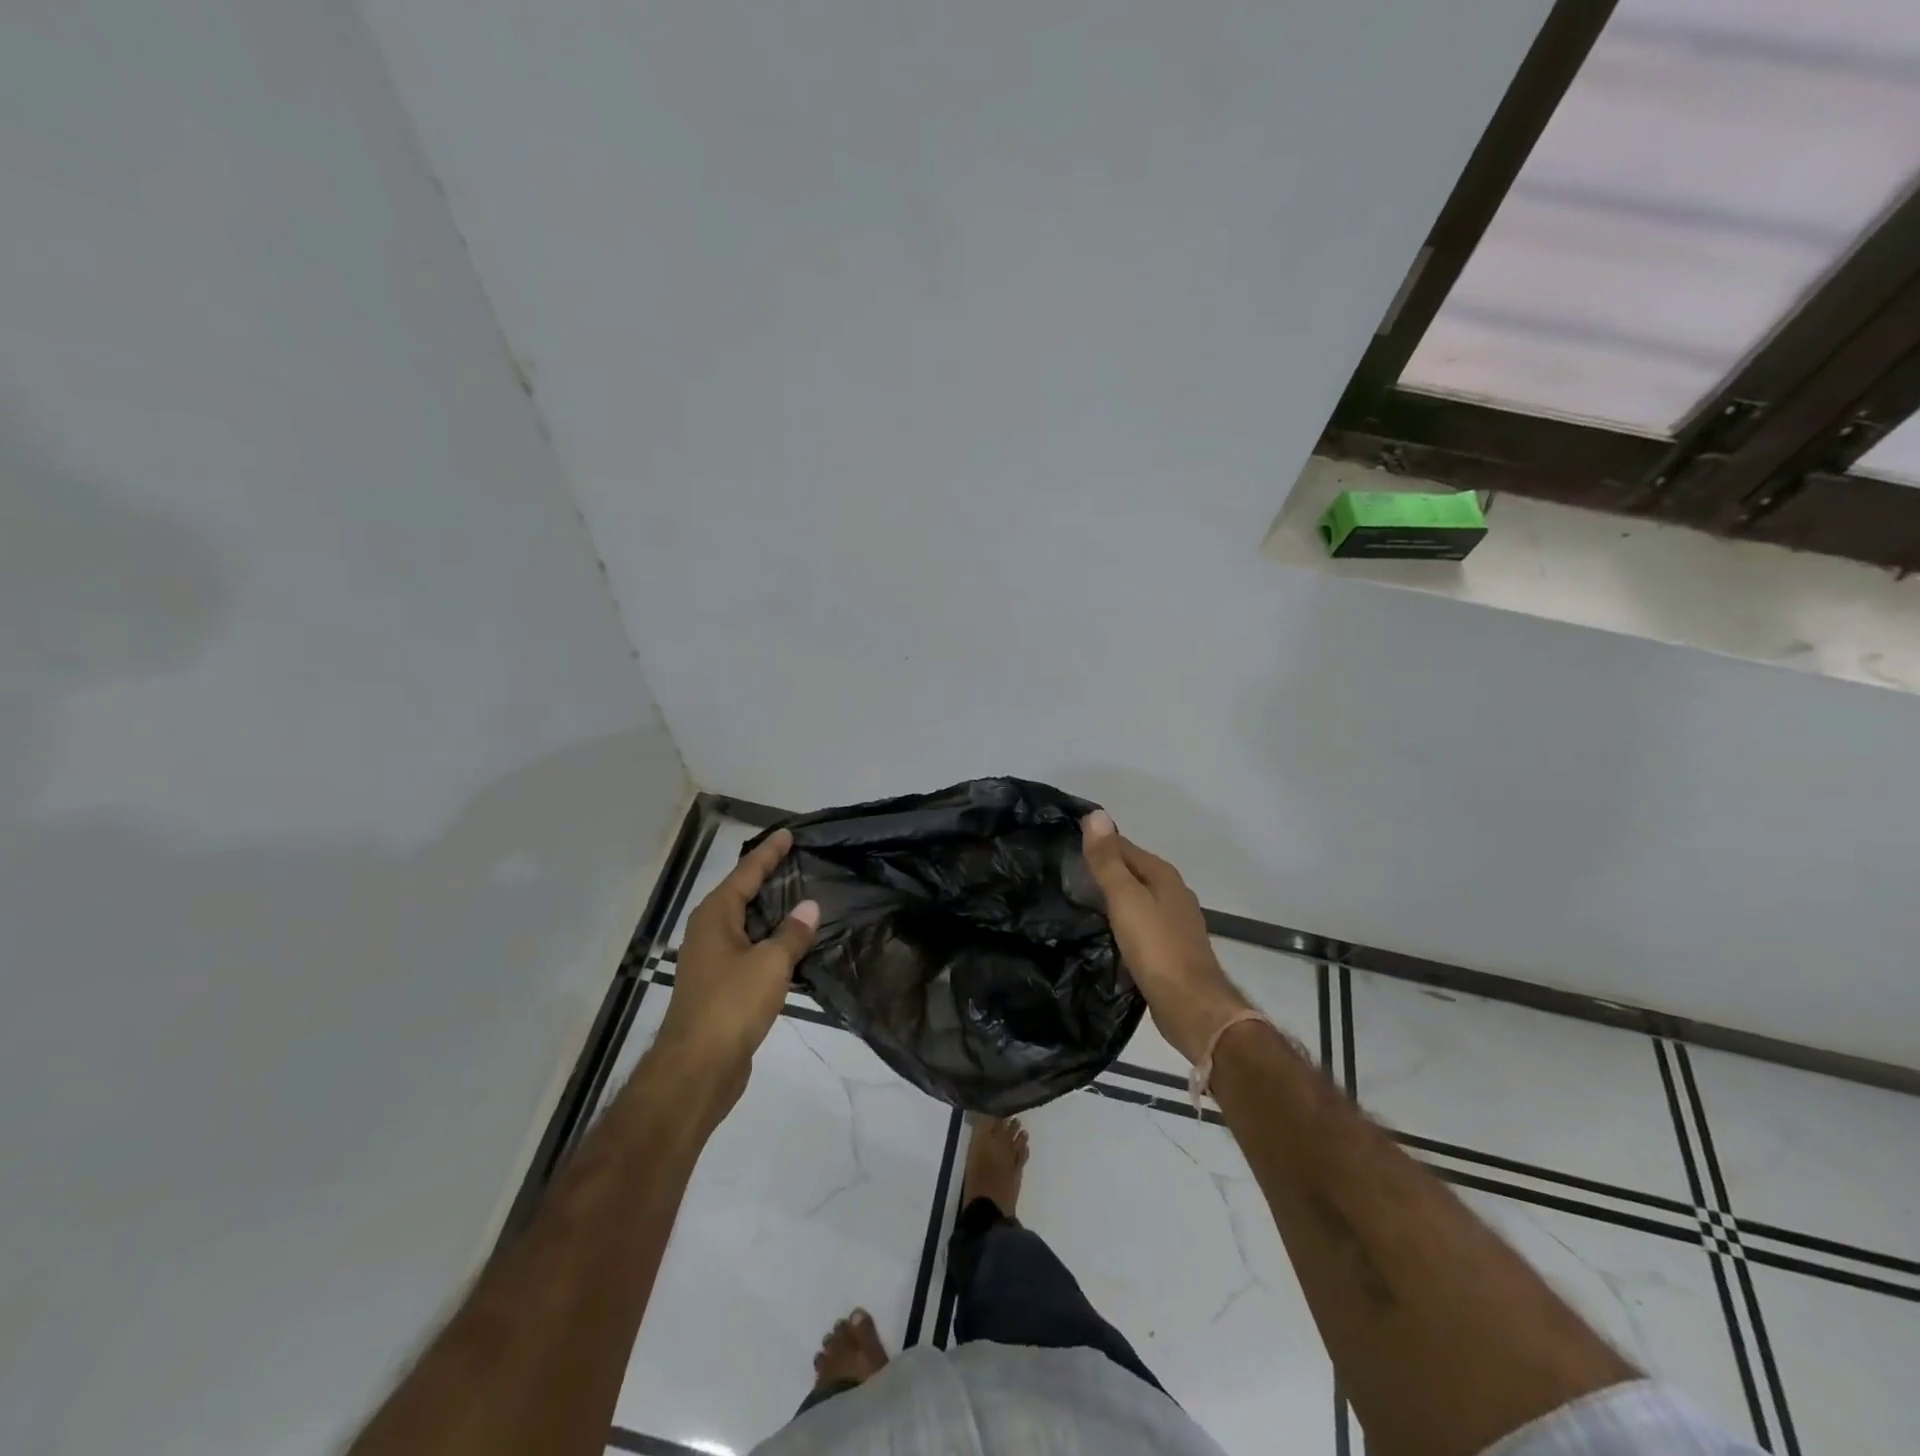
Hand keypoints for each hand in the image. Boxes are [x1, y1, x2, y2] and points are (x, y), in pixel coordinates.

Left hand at [656, 828, 819, 1094]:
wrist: (698, 1068)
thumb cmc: (732, 1004)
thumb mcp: (771, 963)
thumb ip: (792, 933)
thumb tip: (810, 907)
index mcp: (715, 916)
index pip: (746, 873)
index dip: (769, 853)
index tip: (789, 834)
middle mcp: (709, 931)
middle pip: (742, 894)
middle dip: (768, 877)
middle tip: (800, 861)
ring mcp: (712, 960)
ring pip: (746, 924)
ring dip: (771, 911)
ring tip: (802, 897)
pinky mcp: (720, 986)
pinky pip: (750, 950)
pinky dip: (770, 940)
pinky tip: (793, 945)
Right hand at [1081, 810, 1251, 1064]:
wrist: (1191, 1007)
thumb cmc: (1156, 948)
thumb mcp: (1125, 899)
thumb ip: (1108, 860)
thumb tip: (1095, 814)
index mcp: (1163, 875)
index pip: (1124, 846)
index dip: (1097, 844)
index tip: (1064, 847)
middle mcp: (1172, 893)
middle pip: (1131, 872)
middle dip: (1103, 871)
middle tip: (1064, 876)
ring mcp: (1174, 923)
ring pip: (1136, 900)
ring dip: (1111, 899)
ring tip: (1077, 903)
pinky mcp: (1170, 950)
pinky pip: (1139, 926)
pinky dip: (1121, 924)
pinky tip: (1104, 934)